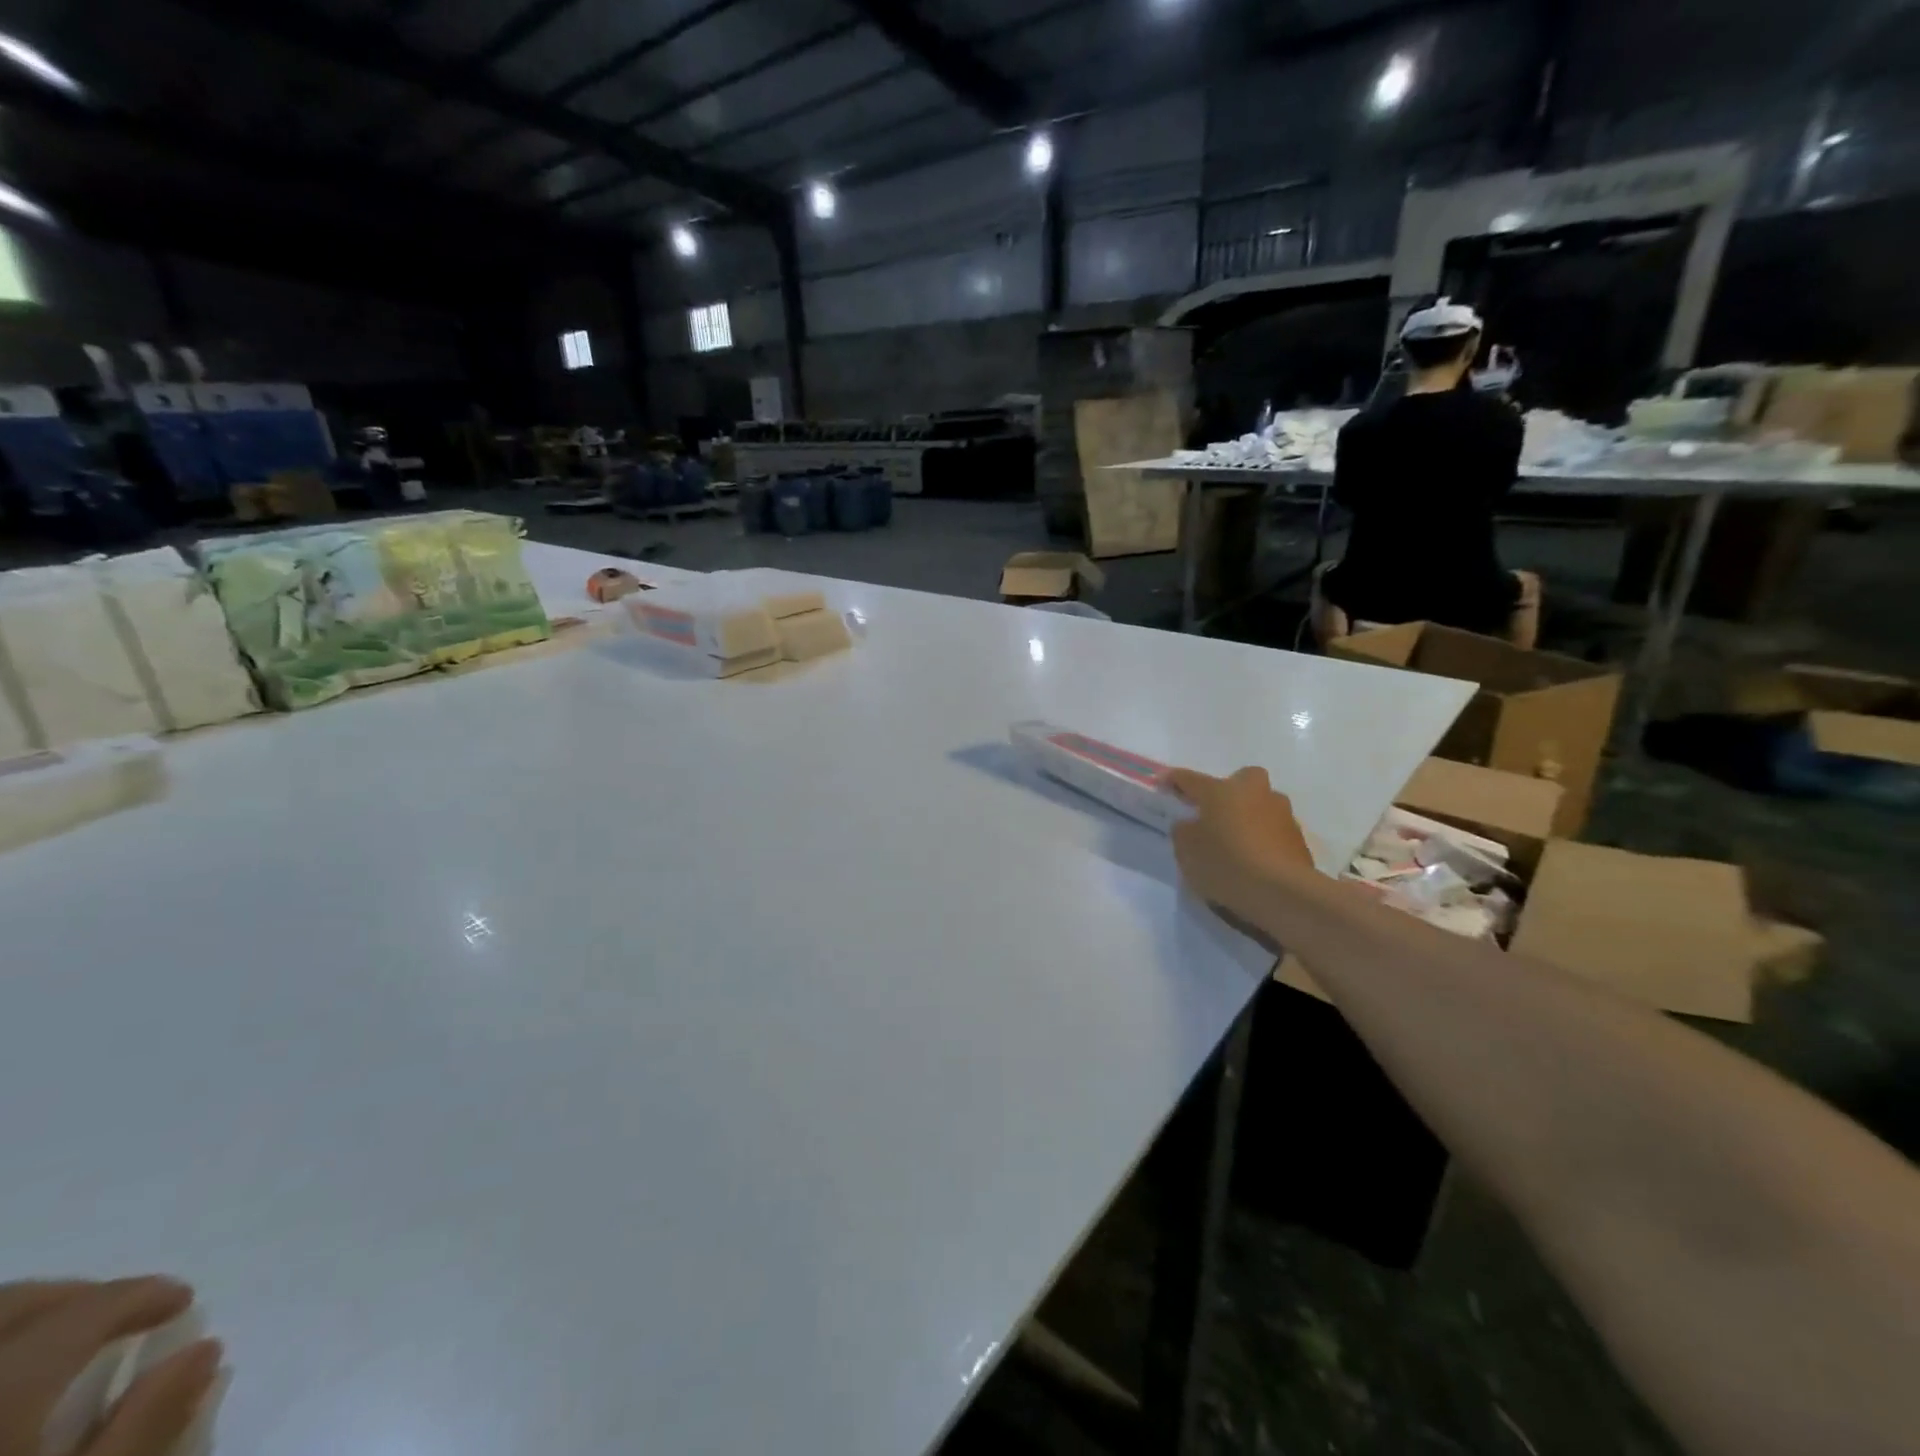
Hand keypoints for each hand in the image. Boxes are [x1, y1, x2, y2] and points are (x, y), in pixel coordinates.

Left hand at [0, 1278, 220, 1455]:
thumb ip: (144, 1425)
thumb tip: (203, 1349)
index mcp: (3, 1388)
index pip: (88, 1309)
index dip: (143, 1297)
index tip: (179, 1305)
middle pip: (9, 1306)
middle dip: (70, 1297)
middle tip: (115, 1316)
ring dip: (15, 1322)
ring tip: (47, 1345)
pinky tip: (0, 1380)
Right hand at [1166, 766, 1315, 925]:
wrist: (1282, 892)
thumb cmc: (1226, 864)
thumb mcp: (1187, 851)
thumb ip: (1184, 832)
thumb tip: (1191, 824)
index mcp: (1221, 790)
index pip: (1190, 779)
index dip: (1174, 780)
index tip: (1164, 783)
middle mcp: (1253, 792)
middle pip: (1239, 781)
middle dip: (1229, 791)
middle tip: (1215, 813)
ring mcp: (1281, 813)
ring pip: (1260, 804)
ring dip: (1249, 815)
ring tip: (1237, 842)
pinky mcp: (1298, 837)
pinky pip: (1273, 830)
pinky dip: (1264, 838)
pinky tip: (1256, 860)